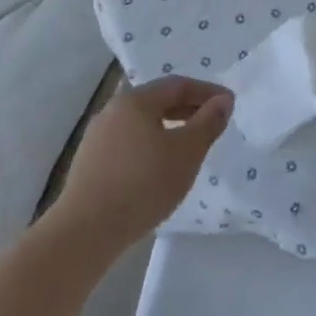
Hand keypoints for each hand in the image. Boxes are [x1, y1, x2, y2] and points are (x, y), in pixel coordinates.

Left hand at [52, 76, 232, 247]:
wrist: (86, 231)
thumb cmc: (143, 184)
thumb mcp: (187, 152)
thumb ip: (208, 122)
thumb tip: (223, 100)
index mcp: (135, 100)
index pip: (177, 84)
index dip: (207, 91)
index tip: (229, 104)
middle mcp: (112, 110)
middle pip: (157, 100)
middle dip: (188, 108)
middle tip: (213, 122)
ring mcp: (97, 137)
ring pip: (142, 122)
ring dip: (170, 126)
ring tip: (190, 145)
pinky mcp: (90, 162)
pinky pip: (129, 141)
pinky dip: (151, 143)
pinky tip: (160, 166)